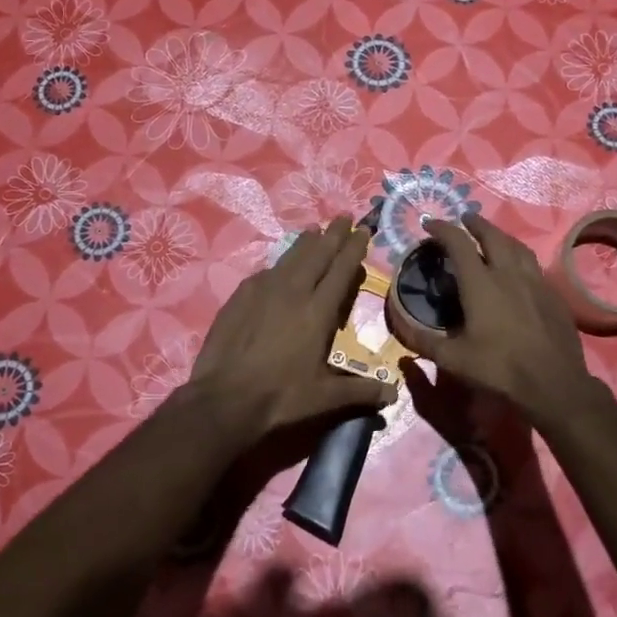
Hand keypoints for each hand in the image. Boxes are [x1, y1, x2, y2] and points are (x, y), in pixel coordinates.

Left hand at [183, 217, 396, 448]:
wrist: (223, 399)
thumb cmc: (280, 398)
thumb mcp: (325, 398)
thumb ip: (361, 391)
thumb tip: (393, 394)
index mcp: (317, 312)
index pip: (341, 271)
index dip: (354, 249)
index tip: (363, 230)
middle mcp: (292, 293)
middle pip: (317, 255)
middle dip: (333, 235)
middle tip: (344, 217)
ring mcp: (262, 292)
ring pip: (290, 258)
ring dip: (305, 243)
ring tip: (315, 230)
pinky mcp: (239, 297)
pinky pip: (265, 273)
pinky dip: (279, 264)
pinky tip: (279, 266)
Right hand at [416, 214, 602, 423]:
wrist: (554, 384)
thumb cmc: (499, 368)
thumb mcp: (453, 359)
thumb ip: (424, 340)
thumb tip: (400, 326)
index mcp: (481, 283)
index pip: (458, 244)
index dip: (442, 229)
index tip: (430, 223)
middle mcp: (508, 274)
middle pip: (492, 236)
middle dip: (476, 223)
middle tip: (465, 219)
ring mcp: (536, 283)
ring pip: (518, 247)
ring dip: (501, 236)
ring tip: (493, 236)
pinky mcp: (554, 296)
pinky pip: (534, 267)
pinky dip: (521, 259)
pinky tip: (519, 271)